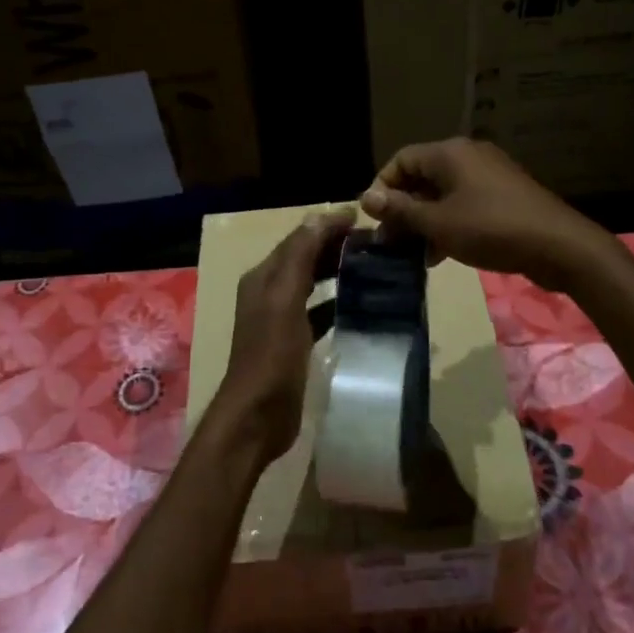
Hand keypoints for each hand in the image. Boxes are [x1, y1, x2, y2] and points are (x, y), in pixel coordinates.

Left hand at [211, 207, 355, 461]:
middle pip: (305, 258)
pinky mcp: (295, 341)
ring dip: (338, 272)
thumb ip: (299, 257)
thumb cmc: (271, 354)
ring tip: (373, 266)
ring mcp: (282, 318)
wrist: (258, 416)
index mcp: (264, 277)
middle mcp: (270, 292)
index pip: (298, 239)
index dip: (326, 225)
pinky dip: (337, 302)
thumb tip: (320, 216)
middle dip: (335, 246)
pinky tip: (361, 304)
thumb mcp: (284, 299)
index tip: (362, 217)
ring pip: (313, 283)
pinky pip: (319, 312)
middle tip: (375, 242)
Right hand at [359, 139, 610, 290]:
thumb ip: (401, 210)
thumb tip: (365, 198)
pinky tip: (440, 255)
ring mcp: (488, 176)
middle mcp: (468, 156)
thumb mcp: (439, 223)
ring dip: (424, 221)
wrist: (559, 246)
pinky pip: (464, 205)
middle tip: (390, 242)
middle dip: (403, 209)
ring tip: (412, 254)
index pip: (401, 159)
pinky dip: (447, 224)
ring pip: (442, 194)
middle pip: (421, 177)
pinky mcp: (503, 196)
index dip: (382, 187)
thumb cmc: (491, 229)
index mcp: (450, 153)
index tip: (374, 220)